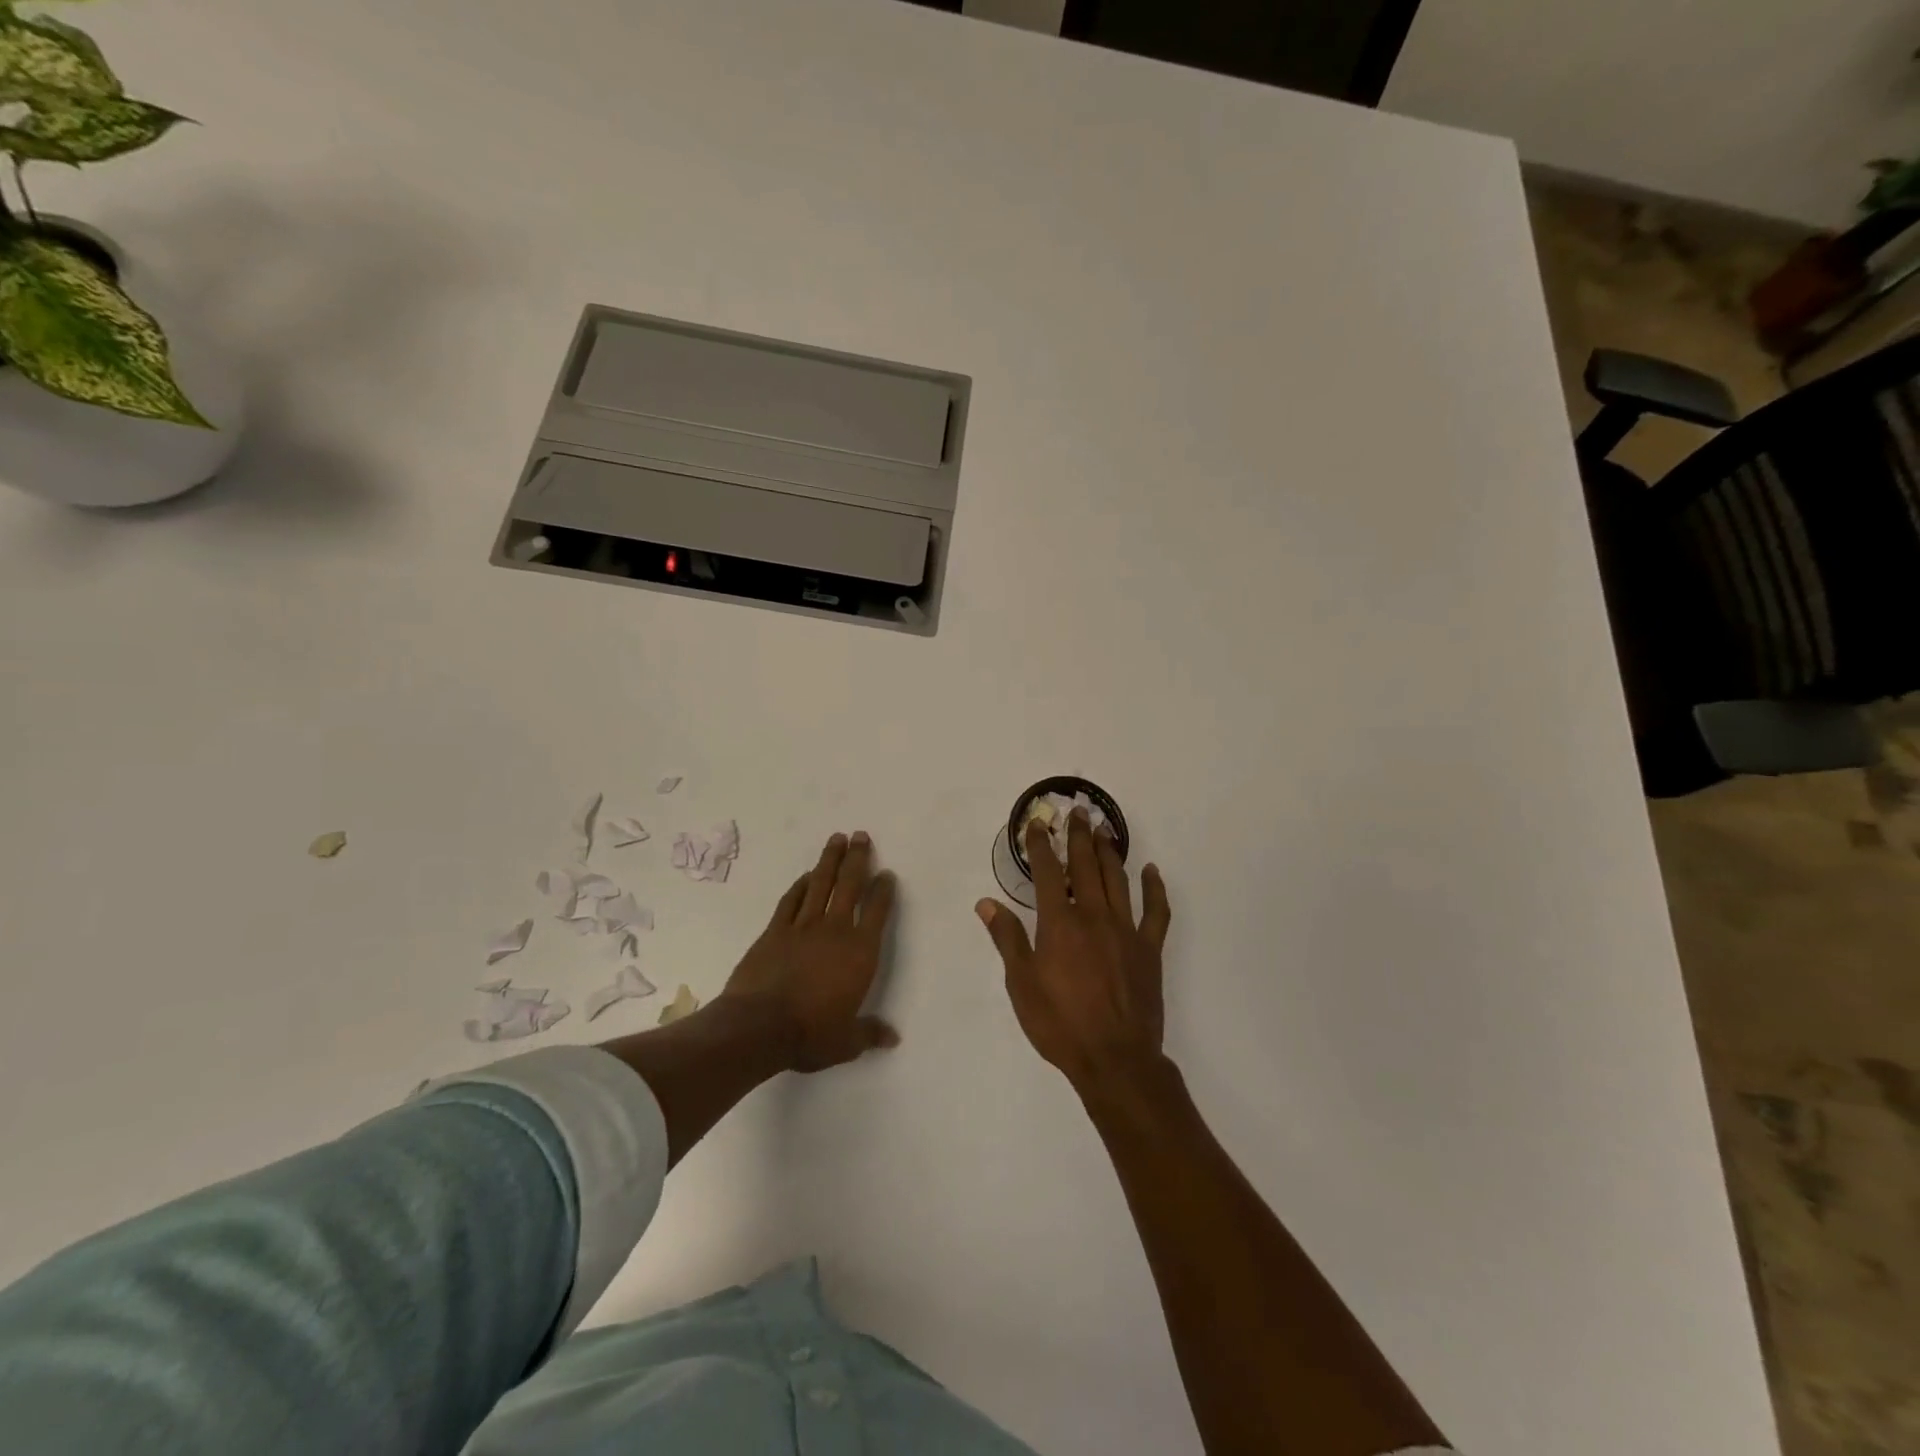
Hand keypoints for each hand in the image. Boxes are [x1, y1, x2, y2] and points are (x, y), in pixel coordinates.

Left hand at [721, 831, 898, 1072]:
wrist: (758, 1028)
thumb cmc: (810, 1034)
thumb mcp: (846, 1042)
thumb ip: (869, 1034)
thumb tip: (892, 1038)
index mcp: (859, 953)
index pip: (877, 912)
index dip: (884, 890)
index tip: (887, 873)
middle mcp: (834, 931)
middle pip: (849, 885)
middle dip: (858, 859)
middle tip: (861, 835)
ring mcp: (802, 927)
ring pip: (820, 884)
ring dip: (829, 860)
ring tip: (837, 838)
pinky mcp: (774, 932)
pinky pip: (790, 901)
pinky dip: (799, 885)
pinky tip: (805, 875)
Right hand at [976, 809, 1171, 1092]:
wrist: (1114, 1059)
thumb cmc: (1060, 1024)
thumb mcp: (1021, 984)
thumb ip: (1007, 939)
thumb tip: (986, 902)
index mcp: (1059, 924)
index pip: (1046, 873)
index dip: (1041, 845)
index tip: (1038, 823)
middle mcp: (1093, 916)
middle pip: (1085, 866)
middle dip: (1078, 836)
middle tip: (1078, 811)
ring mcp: (1126, 930)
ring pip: (1118, 879)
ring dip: (1109, 852)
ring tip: (1103, 830)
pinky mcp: (1149, 949)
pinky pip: (1156, 911)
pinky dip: (1155, 888)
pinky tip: (1151, 871)